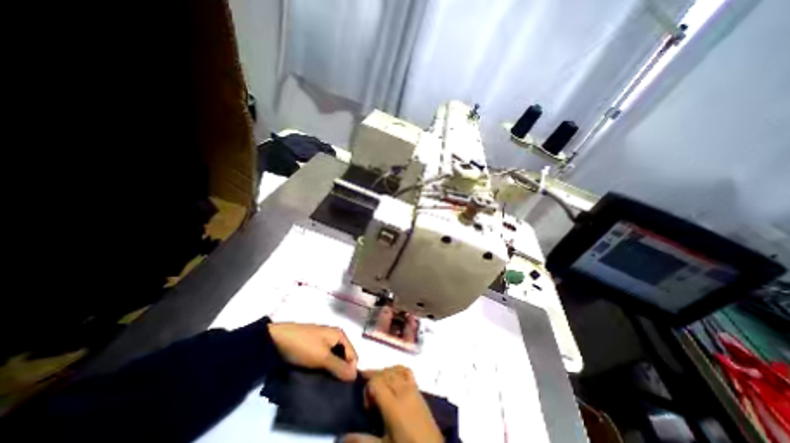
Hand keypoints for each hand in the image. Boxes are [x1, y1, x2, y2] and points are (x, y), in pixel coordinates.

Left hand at [271, 322, 359, 380]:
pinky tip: (318, 377)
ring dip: (332, 371)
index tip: (343, 387)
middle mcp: (334, 336)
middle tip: (334, 387)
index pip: (353, 356)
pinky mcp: (314, 346)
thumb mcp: (322, 358)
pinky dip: (323, 368)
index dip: (350, 371)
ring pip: (334, 359)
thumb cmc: (303, 345)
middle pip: (344, 357)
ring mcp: (324, 341)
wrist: (277, 338)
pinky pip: (324, 359)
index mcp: (340, 335)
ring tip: (325, 384)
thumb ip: (339, 367)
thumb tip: (355, 377)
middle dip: (341, 371)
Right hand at [341, 365, 443, 442]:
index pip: (376, 382)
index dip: (367, 389)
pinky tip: (392, 377)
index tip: (367, 406)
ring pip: (393, 370)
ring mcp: (412, 387)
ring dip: (383, 373)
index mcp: (394, 405)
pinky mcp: (418, 388)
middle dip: (373, 378)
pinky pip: (405, 370)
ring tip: (376, 383)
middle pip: (384, 373)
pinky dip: (396, 369)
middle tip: (367, 395)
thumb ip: (364, 440)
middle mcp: (402, 391)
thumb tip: (342, 436)